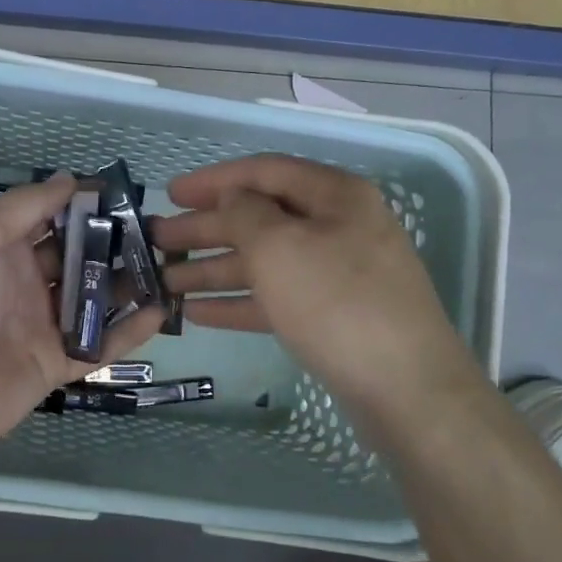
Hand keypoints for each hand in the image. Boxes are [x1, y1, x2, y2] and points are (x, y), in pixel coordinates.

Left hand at [0, 174, 165, 466]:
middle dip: (114, 243)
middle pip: (79, 257)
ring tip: (169, 268)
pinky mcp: (59, 363)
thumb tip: (69, 178)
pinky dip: (130, 330)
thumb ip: (25, 206)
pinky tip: (161, 312)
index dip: (84, 205)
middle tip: (159, 232)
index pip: (52, 219)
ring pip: (95, 299)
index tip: (124, 194)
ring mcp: (45, 325)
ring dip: (128, 284)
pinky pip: (101, 344)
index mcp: (6, 250)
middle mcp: (28, 283)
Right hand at [155, 155, 481, 438]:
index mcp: (334, 196)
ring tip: (164, 280)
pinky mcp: (332, 317)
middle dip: (205, 228)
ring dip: (213, 269)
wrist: (406, 390)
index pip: (264, 172)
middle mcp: (338, 228)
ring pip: (264, 262)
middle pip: (259, 218)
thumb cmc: (336, 303)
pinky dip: (237, 302)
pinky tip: (198, 313)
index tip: (170, 192)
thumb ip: (245, 212)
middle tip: (156, 239)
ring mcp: (336, 275)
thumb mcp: (280, 246)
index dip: (214, 179)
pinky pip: (276, 298)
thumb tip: (234, 198)